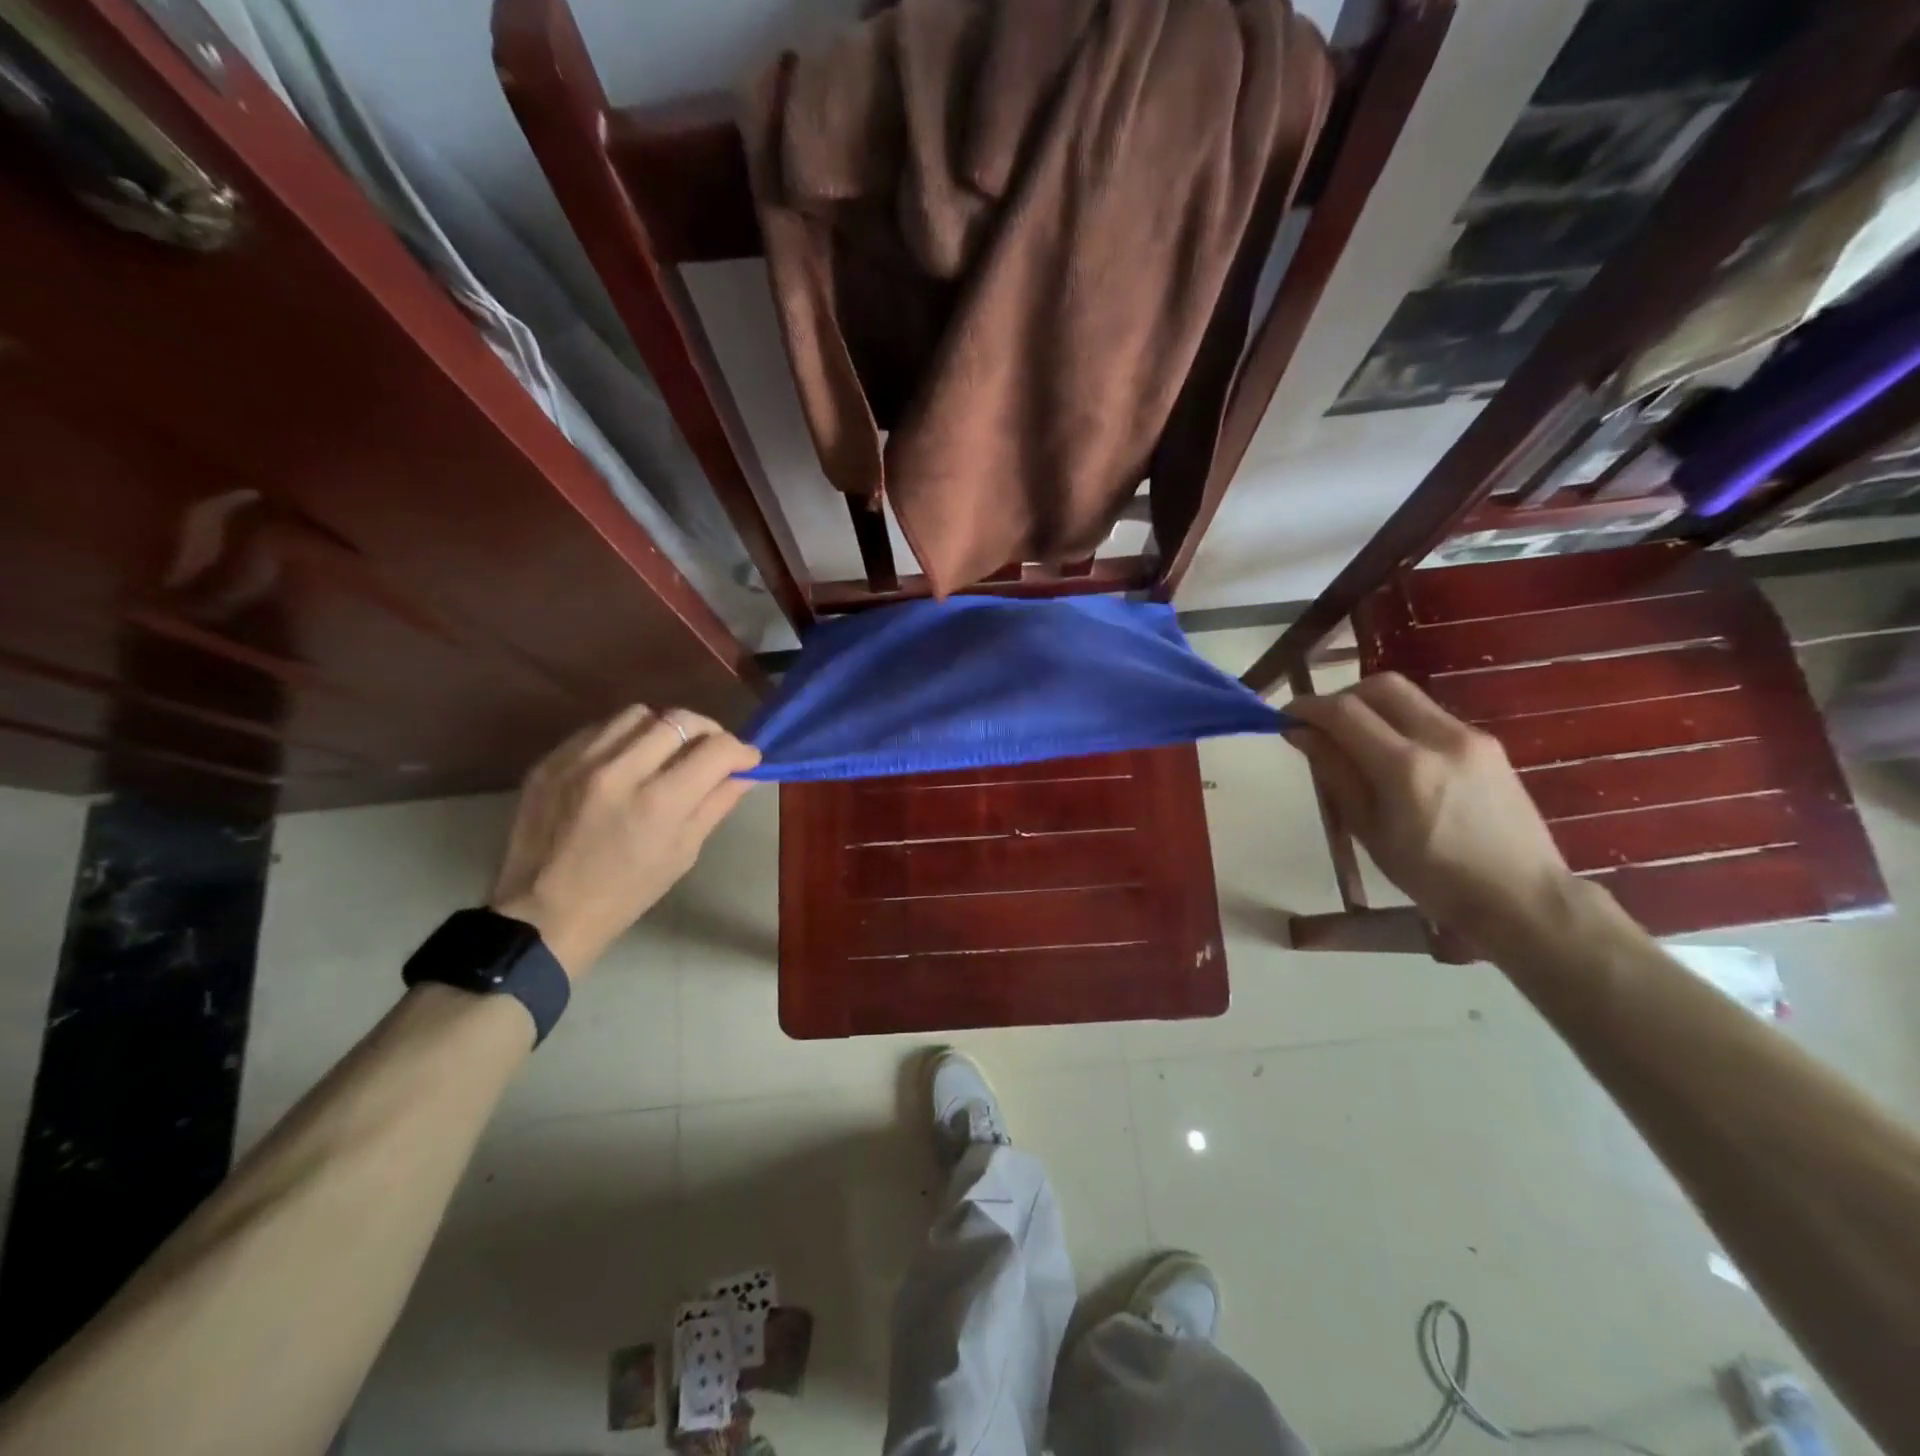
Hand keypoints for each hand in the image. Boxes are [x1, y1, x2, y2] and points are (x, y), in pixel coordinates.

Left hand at [488, 706, 760, 976]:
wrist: (543, 913)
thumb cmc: (625, 893)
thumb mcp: (682, 853)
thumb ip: (715, 804)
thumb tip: (746, 773)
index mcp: (658, 803)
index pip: (716, 750)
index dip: (741, 751)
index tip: (747, 760)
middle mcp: (619, 771)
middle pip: (679, 720)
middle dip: (709, 731)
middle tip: (713, 750)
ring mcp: (579, 762)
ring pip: (639, 714)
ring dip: (665, 728)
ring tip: (668, 750)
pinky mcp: (551, 761)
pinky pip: (600, 728)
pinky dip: (625, 737)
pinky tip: (627, 760)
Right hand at [1284, 673, 1578, 948]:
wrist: (1522, 896)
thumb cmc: (1433, 877)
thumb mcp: (1369, 830)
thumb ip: (1335, 773)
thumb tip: (1300, 733)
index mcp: (1406, 767)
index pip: (1344, 712)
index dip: (1307, 707)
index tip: (1284, 717)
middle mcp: (1441, 738)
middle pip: (1380, 687)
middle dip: (1341, 697)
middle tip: (1320, 725)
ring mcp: (1470, 737)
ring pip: (1408, 697)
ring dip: (1370, 707)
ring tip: (1353, 742)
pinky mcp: (1487, 744)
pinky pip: (1430, 715)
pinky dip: (1399, 721)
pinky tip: (1392, 756)